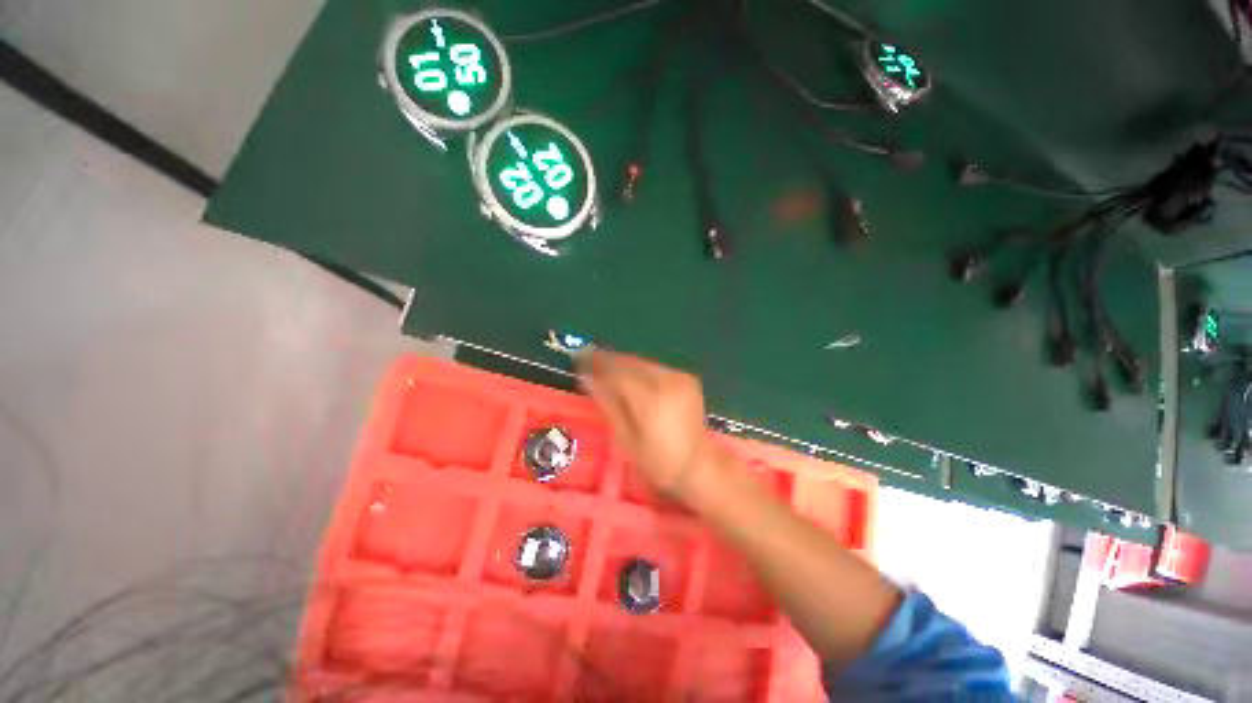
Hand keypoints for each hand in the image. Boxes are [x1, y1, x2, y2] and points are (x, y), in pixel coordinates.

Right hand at [578, 351, 713, 499]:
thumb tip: (587, 377)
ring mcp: (679, 377)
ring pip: (642, 362)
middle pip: (629, 362)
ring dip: (623, 362)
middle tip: (588, 359)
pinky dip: (639, 368)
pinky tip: (629, 375)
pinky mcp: (686, 378)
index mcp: (649, 398)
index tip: (579, 359)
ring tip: (605, 366)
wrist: (698, 465)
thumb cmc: (657, 460)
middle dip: (607, 359)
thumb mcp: (626, 438)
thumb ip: (608, 403)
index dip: (596, 363)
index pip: (616, 371)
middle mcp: (666, 381)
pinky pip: (655, 367)